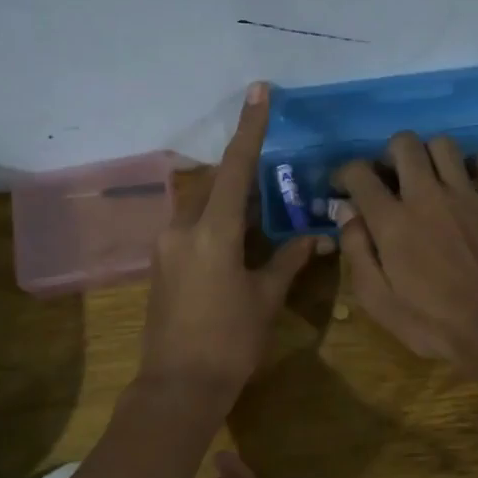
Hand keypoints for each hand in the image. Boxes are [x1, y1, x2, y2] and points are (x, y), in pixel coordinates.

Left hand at [140, 83, 320, 399]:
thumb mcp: (266, 298)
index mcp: (212, 232)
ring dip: (229, 203)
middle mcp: (182, 229)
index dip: (250, 127)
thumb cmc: (230, 342)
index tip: (258, 91)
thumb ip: (288, 260)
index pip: (235, 168)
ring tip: (261, 215)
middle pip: (215, 185)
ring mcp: (166, 247)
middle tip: (274, 182)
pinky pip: (191, 229)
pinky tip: (237, 243)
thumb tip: (316, 237)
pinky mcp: (161, 265)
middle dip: (243, 177)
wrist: (179, 386)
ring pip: (201, 207)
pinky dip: (215, 224)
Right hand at [332, 133, 477, 374]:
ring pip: (444, 144)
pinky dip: (475, 166)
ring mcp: (467, 195)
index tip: (344, 190)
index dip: (345, 175)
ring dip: (428, 155)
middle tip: (389, 180)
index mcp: (392, 221)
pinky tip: (467, 185)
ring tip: (426, 179)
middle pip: (404, 143)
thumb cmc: (432, 322)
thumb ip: (357, 252)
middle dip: (388, 154)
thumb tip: (346, 213)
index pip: (359, 174)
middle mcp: (427, 196)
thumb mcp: (378, 301)